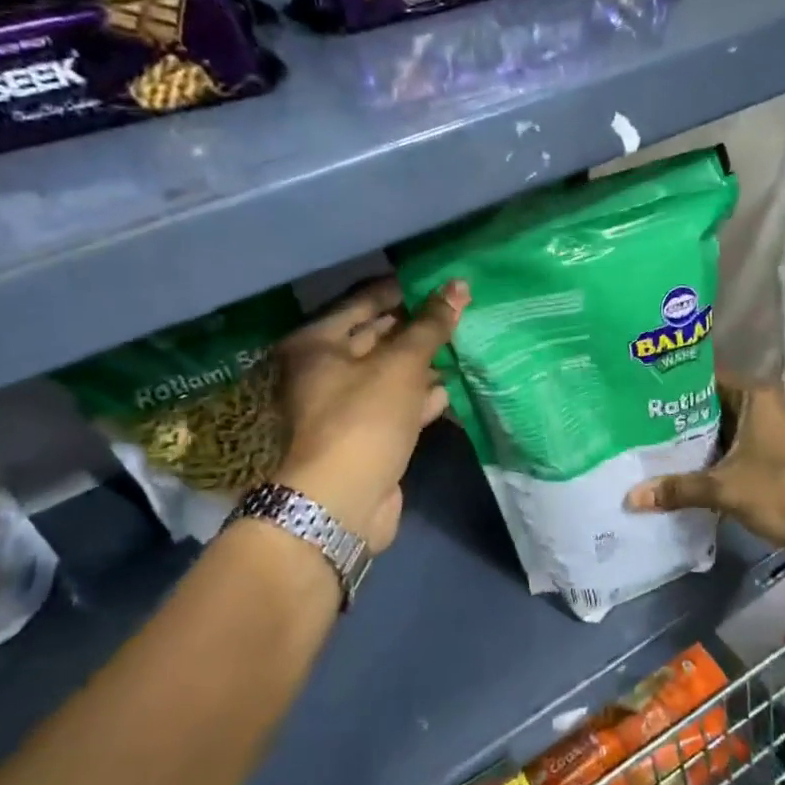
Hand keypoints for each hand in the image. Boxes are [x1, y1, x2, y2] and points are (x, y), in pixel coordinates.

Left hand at [272, 277, 468, 551]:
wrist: (343, 502)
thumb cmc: (364, 418)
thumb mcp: (401, 364)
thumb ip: (431, 325)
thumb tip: (459, 286)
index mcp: (318, 344)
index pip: (363, 302)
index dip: (402, 291)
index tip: (439, 282)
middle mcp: (326, 370)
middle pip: (378, 337)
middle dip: (417, 326)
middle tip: (459, 309)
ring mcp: (347, 405)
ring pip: (392, 372)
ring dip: (425, 361)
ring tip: (466, 341)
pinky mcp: (369, 435)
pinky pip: (400, 404)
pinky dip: (424, 396)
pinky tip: (455, 385)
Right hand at [624, 370, 784, 557]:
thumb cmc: (780, 492)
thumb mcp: (724, 489)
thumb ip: (678, 489)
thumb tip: (630, 497)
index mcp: (753, 396)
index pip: (704, 377)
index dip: (672, 384)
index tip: (637, 390)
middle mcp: (758, 405)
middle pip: (708, 403)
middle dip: (675, 414)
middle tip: (633, 417)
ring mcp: (762, 430)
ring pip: (716, 427)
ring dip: (689, 438)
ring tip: (645, 439)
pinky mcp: (763, 454)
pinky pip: (726, 446)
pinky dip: (704, 455)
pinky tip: (673, 464)